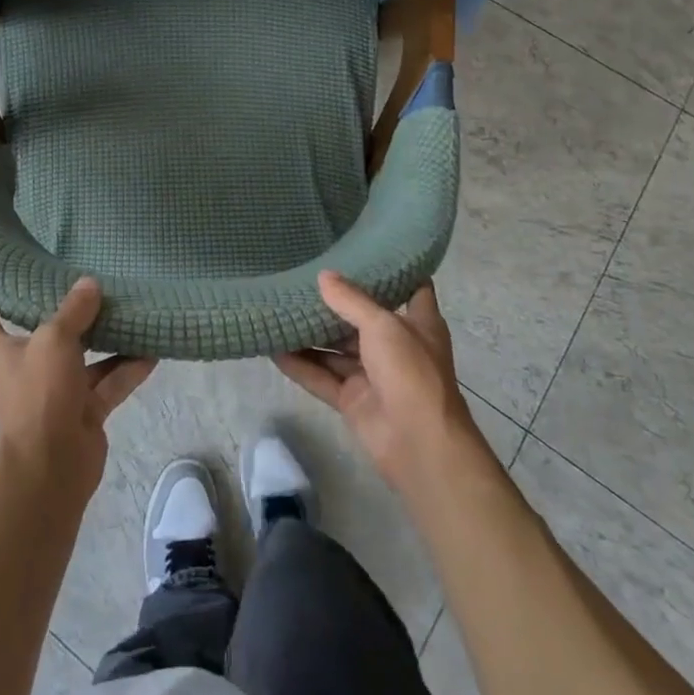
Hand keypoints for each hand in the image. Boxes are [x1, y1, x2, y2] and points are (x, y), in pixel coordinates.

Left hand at [0, 277, 156, 504]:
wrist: (52, 471)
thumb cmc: (38, 395)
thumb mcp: (53, 340)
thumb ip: (74, 310)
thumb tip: (89, 284)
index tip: (0, 261)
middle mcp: (24, 364)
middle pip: (40, 328)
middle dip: (61, 305)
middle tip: (82, 272)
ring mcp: (55, 389)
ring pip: (82, 354)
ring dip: (104, 335)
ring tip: (129, 305)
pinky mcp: (83, 409)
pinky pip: (108, 381)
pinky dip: (128, 368)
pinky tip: (153, 349)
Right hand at [275, 272, 491, 496]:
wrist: (420, 444)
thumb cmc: (411, 372)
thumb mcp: (383, 325)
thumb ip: (351, 300)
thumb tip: (323, 275)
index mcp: (418, 324)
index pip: (411, 288)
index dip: (394, 270)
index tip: (366, 250)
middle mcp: (396, 346)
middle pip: (362, 319)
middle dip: (336, 302)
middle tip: (303, 275)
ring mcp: (373, 375)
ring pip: (337, 349)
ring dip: (312, 334)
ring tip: (280, 308)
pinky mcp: (353, 399)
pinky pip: (322, 377)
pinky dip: (300, 365)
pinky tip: (273, 348)